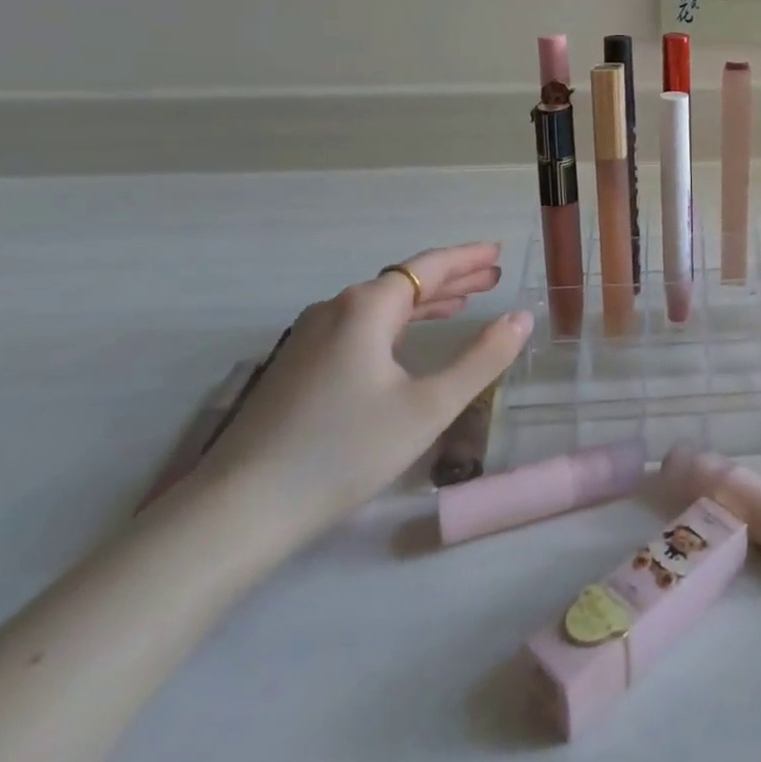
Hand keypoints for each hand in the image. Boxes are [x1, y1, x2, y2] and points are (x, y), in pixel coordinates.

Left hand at [184, 243, 530, 547]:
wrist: (239, 510)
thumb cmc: (345, 450)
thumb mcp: (429, 406)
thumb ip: (482, 358)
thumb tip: (522, 317)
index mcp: (367, 307)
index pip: (428, 267)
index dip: (467, 257)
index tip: (498, 252)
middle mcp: (336, 310)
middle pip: (404, 281)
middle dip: (452, 277)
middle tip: (493, 276)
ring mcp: (310, 338)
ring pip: (380, 305)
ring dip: (426, 301)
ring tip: (464, 302)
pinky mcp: (297, 366)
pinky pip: (360, 326)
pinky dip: (397, 322)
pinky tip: (407, 339)